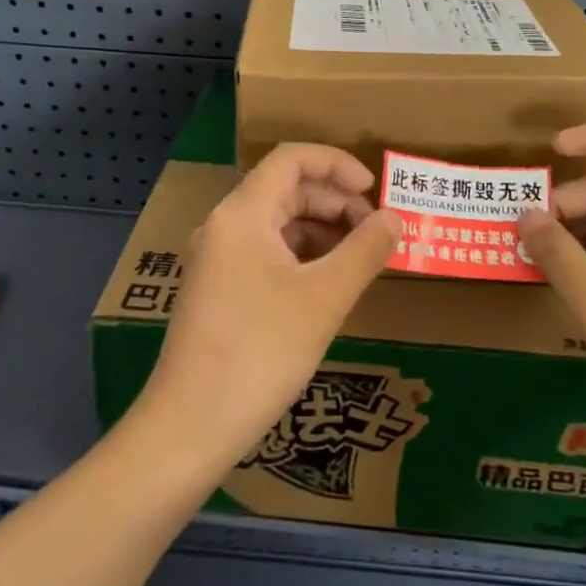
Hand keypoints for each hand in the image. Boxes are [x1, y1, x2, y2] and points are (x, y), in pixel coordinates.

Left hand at [134, 143, 400, 477]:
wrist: (190, 426)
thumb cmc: (260, 352)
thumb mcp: (323, 299)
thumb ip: (364, 251)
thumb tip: (395, 218)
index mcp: (243, 214)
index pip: (292, 159)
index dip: (337, 164)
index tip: (375, 191)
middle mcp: (225, 226)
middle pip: (287, 189)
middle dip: (336, 202)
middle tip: (377, 234)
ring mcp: (219, 258)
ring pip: (278, 223)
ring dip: (322, 231)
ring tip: (361, 260)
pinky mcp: (220, 289)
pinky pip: (267, 252)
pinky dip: (303, 257)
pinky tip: (329, 285)